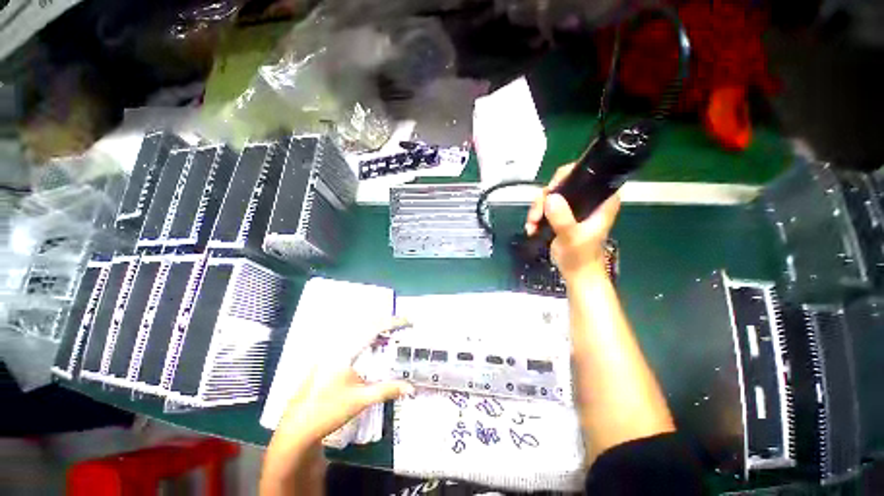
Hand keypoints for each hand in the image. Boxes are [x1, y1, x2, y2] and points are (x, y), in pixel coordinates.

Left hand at [273, 318, 414, 447]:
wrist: (297, 428)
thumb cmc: (329, 411)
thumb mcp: (361, 400)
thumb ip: (388, 390)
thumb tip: (411, 387)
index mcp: (345, 351)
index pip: (374, 328)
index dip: (393, 322)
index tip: (409, 322)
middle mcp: (337, 345)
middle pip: (366, 323)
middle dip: (386, 322)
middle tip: (404, 325)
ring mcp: (330, 350)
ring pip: (357, 330)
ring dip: (376, 329)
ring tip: (392, 333)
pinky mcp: (327, 357)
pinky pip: (351, 338)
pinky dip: (367, 337)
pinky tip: (374, 345)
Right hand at [525, 163, 620, 280]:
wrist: (575, 272)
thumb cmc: (580, 256)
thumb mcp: (572, 237)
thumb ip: (562, 218)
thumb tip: (550, 197)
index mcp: (600, 200)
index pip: (585, 175)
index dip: (565, 177)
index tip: (550, 191)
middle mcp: (587, 199)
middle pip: (561, 185)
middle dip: (544, 199)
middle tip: (536, 216)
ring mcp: (573, 207)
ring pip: (549, 196)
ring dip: (537, 210)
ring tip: (532, 226)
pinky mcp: (561, 215)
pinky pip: (544, 207)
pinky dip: (536, 216)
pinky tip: (532, 228)